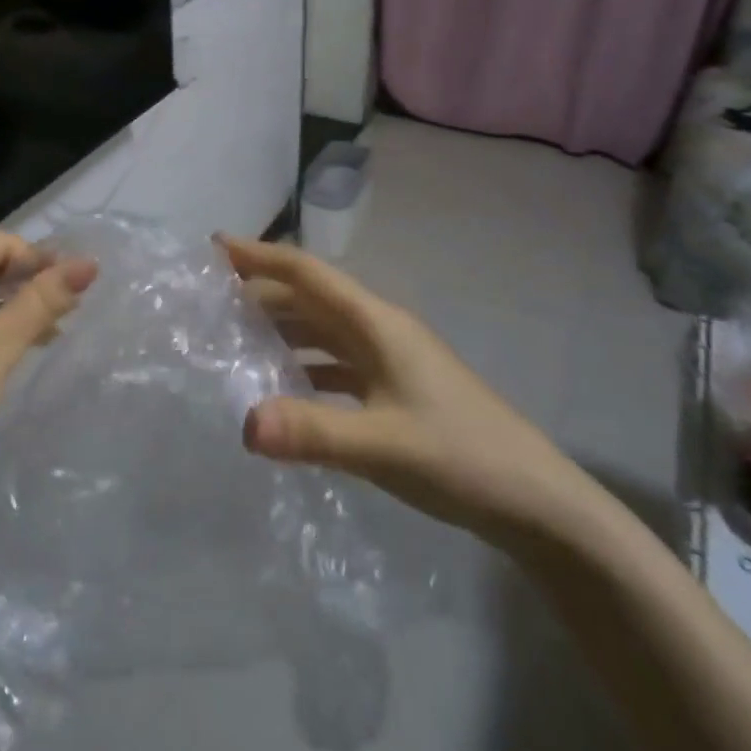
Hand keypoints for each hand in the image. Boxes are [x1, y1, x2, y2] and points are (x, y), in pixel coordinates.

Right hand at [218, 235, 587, 546]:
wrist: (538, 504)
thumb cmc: (462, 458)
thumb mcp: (382, 445)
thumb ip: (312, 431)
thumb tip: (243, 423)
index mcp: (377, 324)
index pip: (308, 273)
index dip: (261, 255)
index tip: (215, 246)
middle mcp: (380, 331)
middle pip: (310, 299)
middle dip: (262, 293)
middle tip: (211, 301)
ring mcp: (391, 360)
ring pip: (322, 331)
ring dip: (281, 329)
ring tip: (235, 339)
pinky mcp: (396, 390)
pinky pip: (336, 364)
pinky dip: (304, 366)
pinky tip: (283, 388)